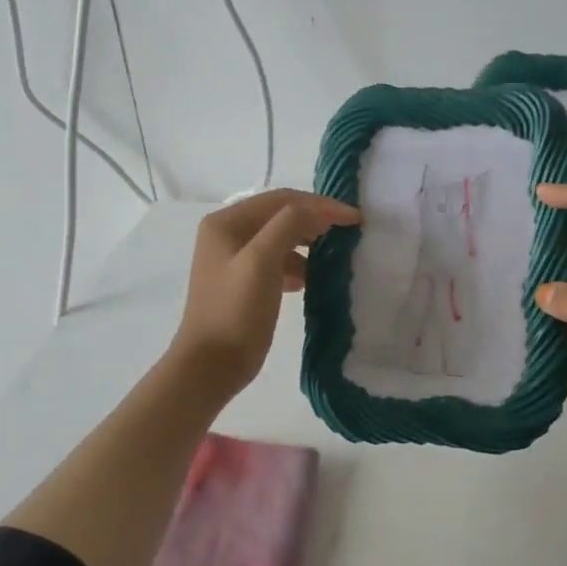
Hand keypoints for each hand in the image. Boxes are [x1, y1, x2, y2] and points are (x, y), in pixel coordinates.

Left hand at [169, 190, 359, 400]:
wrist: (211, 365)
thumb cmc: (235, 310)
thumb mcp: (262, 260)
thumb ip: (290, 225)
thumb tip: (321, 211)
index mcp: (226, 222)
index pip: (281, 199)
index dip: (320, 204)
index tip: (355, 219)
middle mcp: (227, 234)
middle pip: (280, 216)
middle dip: (316, 221)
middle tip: (350, 234)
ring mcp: (234, 260)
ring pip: (281, 240)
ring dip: (309, 244)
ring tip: (335, 257)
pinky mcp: (244, 284)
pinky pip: (277, 264)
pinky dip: (298, 266)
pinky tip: (312, 281)